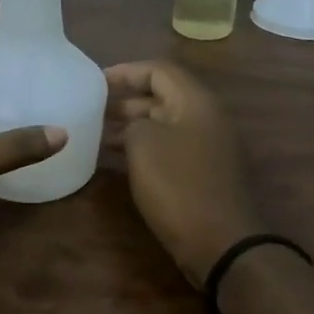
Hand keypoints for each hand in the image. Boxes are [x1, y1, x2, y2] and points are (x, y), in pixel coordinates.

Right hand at [105, 60, 262, 285]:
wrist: (221, 243)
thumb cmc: (179, 185)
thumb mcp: (143, 145)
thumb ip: (132, 124)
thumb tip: (133, 128)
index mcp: (197, 102)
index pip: (159, 70)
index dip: (125, 72)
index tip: (95, 82)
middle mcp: (207, 118)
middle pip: (163, 95)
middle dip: (126, 99)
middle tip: (92, 108)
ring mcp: (209, 146)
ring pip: (165, 123)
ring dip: (132, 125)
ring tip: (97, 133)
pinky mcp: (204, 172)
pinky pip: (170, 146)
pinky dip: (144, 146)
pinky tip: (118, 159)